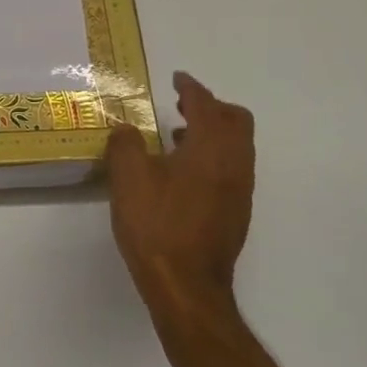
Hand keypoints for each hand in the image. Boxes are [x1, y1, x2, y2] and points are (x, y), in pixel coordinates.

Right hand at [105, 72, 255, 324]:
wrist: (187, 287)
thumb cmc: (157, 225)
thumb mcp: (128, 177)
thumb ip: (126, 144)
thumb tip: (128, 130)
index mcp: (211, 147)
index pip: (206, 104)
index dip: (190, 87)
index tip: (177, 79)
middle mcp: (234, 163)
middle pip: (235, 120)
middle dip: (210, 107)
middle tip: (182, 106)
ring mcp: (240, 190)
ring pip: (236, 146)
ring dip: (211, 133)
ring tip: (176, 137)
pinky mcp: (236, 213)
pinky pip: (231, 168)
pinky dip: (212, 157)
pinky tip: (181, 174)